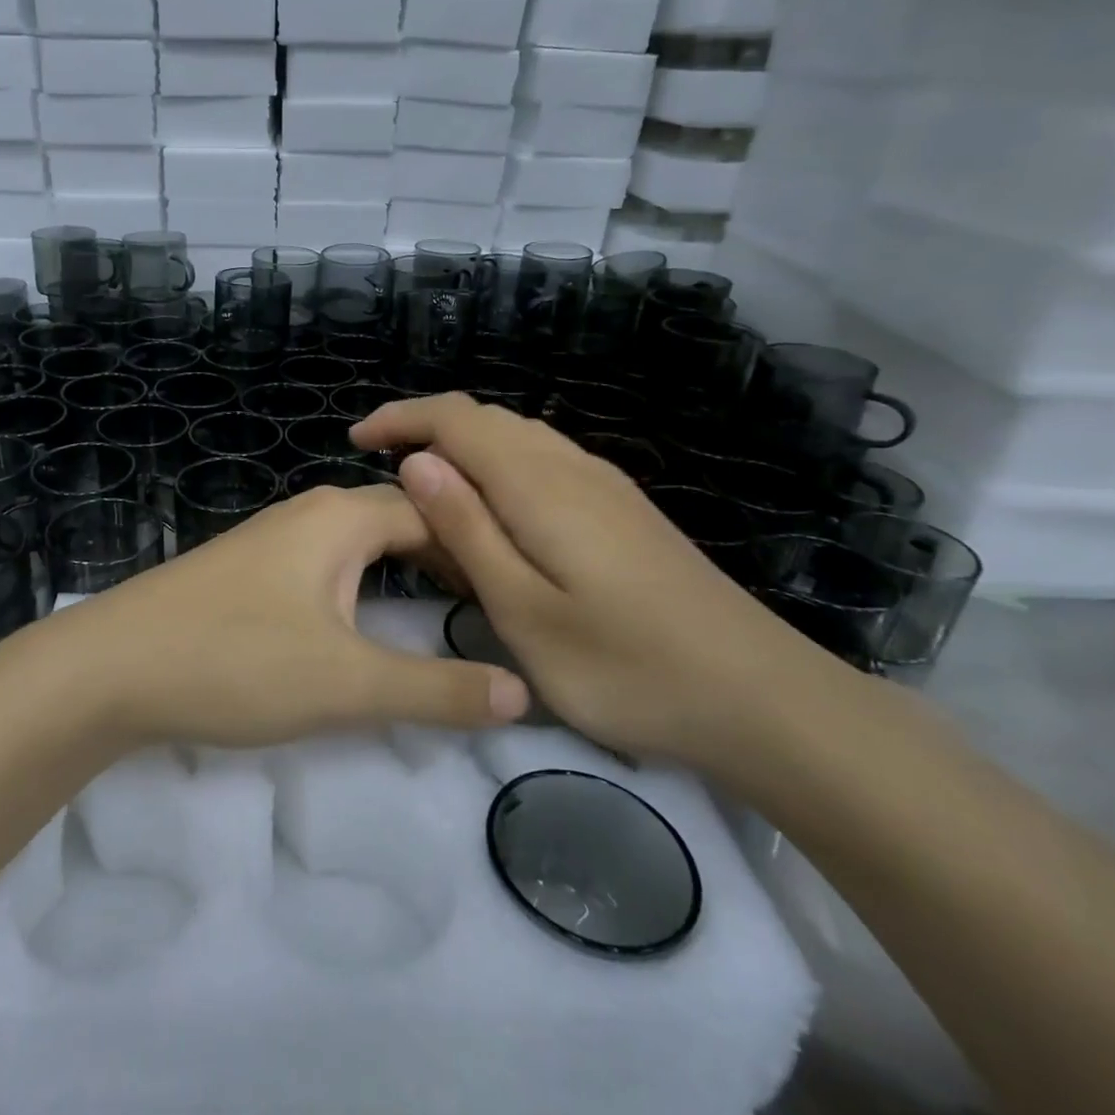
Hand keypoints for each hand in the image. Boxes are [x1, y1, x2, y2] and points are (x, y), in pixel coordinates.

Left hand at [18, 484, 530, 749]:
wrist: (109, 667)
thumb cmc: (235, 661)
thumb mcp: (346, 684)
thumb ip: (436, 690)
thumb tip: (522, 692)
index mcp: (342, 518)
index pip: (436, 513)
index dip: (483, 547)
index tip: (523, 589)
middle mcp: (310, 513)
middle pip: (399, 520)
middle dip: (447, 555)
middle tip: (497, 602)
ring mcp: (272, 539)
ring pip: (359, 543)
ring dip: (403, 569)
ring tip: (444, 610)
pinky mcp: (247, 570)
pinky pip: (326, 563)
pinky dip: (363, 583)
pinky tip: (363, 617)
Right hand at [351, 394, 831, 767]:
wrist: (759, 697)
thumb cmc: (624, 666)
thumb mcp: (523, 610)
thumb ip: (466, 529)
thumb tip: (416, 461)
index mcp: (538, 483)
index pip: (455, 418)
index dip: (400, 417)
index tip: (355, 440)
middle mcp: (571, 466)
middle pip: (486, 419)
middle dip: (426, 429)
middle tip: (380, 471)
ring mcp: (604, 484)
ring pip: (518, 437)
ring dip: (463, 448)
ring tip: (427, 494)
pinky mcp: (623, 509)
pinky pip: (544, 461)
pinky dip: (500, 468)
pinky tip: (495, 514)